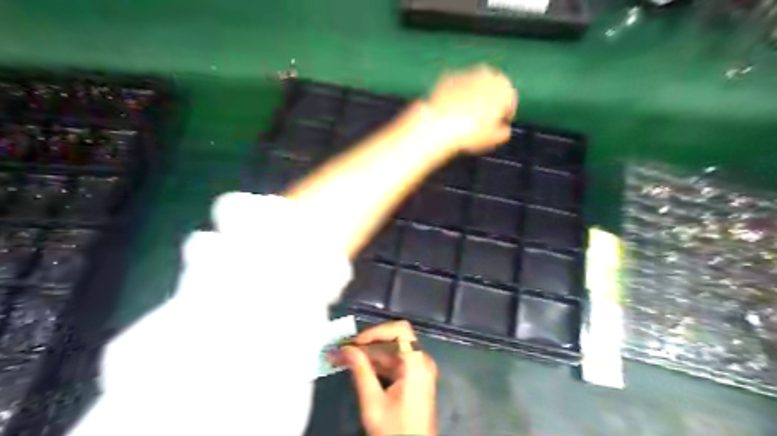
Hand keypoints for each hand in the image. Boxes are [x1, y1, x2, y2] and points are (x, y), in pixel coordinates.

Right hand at [331, 319, 435, 434]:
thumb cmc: (395, 430)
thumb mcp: (373, 402)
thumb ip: (360, 370)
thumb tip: (345, 349)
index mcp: (416, 363)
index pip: (399, 330)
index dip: (376, 331)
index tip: (355, 343)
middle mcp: (421, 361)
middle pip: (395, 340)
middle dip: (367, 343)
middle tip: (343, 349)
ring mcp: (419, 371)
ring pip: (393, 352)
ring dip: (370, 355)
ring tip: (345, 358)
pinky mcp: (415, 380)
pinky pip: (396, 364)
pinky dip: (378, 365)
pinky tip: (358, 369)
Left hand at [424, 63, 513, 152]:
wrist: (439, 126)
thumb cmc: (471, 133)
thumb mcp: (494, 139)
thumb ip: (504, 132)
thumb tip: (504, 129)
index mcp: (505, 88)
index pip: (510, 102)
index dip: (504, 116)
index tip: (497, 126)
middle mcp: (489, 74)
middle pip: (493, 89)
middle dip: (490, 102)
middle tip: (481, 121)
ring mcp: (467, 73)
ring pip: (475, 85)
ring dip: (473, 96)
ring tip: (465, 116)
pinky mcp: (449, 76)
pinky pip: (458, 86)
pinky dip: (457, 94)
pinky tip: (451, 110)